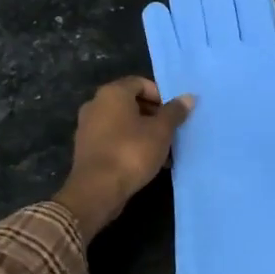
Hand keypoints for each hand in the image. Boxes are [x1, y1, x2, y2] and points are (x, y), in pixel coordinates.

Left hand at [55, 76, 194, 238]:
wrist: (96, 190)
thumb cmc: (131, 152)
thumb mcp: (161, 131)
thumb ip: (174, 112)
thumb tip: (188, 97)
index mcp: (112, 93)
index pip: (140, 83)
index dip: (160, 95)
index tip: (174, 113)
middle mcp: (96, 104)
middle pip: (131, 103)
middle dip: (154, 116)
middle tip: (172, 132)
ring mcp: (88, 127)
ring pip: (123, 123)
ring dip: (144, 133)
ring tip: (164, 151)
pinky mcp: (86, 148)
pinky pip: (113, 139)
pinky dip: (130, 145)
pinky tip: (146, 162)